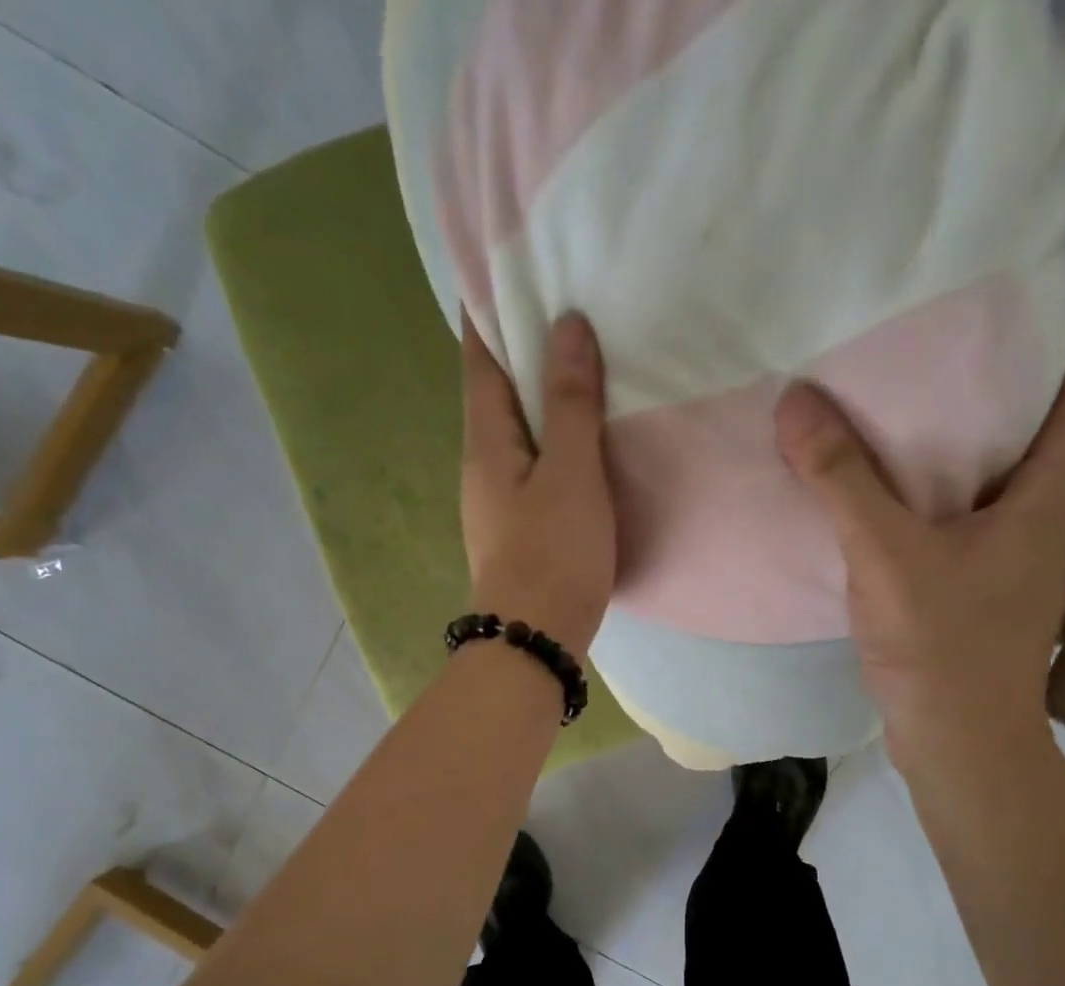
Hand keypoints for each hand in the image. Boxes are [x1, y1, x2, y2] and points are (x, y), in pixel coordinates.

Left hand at [460, 312, 615, 660]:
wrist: (535, 641)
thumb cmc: (552, 554)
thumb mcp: (570, 473)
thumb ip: (570, 403)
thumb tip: (567, 324)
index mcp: (485, 441)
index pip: (480, 357)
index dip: (489, 309)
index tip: (509, 265)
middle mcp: (483, 465)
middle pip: (496, 392)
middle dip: (520, 347)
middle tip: (561, 303)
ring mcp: (499, 500)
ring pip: (518, 431)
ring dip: (541, 395)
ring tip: (581, 362)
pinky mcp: (522, 528)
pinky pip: (536, 465)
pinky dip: (555, 439)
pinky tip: (584, 438)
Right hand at [775, 364, 1064, 772]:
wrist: (957, 743)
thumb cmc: (940, 643)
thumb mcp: (885, 551)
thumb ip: (842, 477)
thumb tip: (796, 399)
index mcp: (1051, 496)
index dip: (1037, 358)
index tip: (976, 337)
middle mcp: (1048, 524)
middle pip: (1029, 440)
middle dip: (978, 405)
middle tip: (916, 376)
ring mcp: (1019, 567)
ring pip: (993, 491)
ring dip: (950, 462)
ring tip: (890, 431)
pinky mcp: (986, 599)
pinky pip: (966, 532)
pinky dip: (932, 511)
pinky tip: (882, 509)